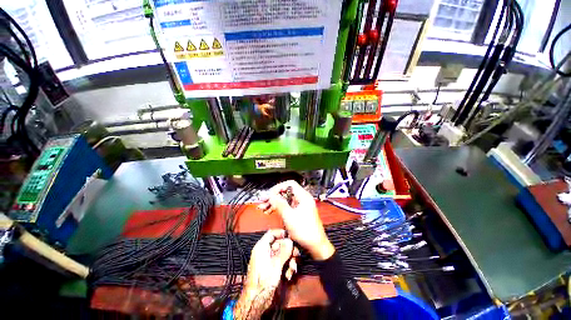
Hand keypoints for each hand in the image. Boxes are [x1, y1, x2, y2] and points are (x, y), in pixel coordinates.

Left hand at [234, 229, 297, 319]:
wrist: (257, 301)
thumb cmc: (263, 281)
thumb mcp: (276, 264)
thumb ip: (284, 251)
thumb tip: (290, 241)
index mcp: (261, 247)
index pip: (271, 233)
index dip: (281, 233)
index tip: (290, 237)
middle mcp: (265, 252)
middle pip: (279, 244)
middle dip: (289, 250)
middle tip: (296, 255)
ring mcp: (269, 261)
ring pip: (282, 254)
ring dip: (290, 260)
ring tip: (292, 269)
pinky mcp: (272, 269)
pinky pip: (282, 263)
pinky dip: (287, 267)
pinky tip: (289, 275)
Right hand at [259, 180, 334, 260]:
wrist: (316, 245)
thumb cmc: (305, 231)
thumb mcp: (290, 217)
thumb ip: (280, 204)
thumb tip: (272, 195)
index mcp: (303, 196)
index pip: (290, 184)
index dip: (279, 187)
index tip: (270, 194)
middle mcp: (302, 199)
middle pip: (286, 192)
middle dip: (274, 196)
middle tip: (263, 201)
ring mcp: (300, 205)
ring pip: (285, 199)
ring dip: (274, 203)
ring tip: (263, 208)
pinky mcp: (298, 211)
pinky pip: (287, 206)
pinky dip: (279, 208)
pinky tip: (270, 211)